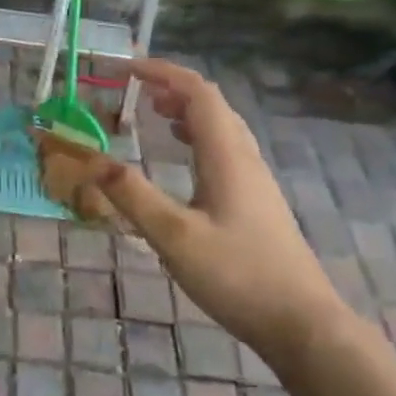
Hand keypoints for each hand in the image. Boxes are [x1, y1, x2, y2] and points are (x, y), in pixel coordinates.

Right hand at [96, 58, 347, 366]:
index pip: (198, 94)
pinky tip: (185, 162)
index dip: (163, 73)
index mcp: (227, 157)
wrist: (304, 325)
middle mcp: (244, 160)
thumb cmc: (238, 276)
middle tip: (136, 92)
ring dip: (188, 113)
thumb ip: (132, 195)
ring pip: (222, 129)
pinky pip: (225, 153)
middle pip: (213, 106)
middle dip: (173, 89)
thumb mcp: (174, 236)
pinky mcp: (257, 205)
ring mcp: (255, 183)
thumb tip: (91, 160)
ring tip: (155, 116)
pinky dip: (199, 140)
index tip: (126, 70)